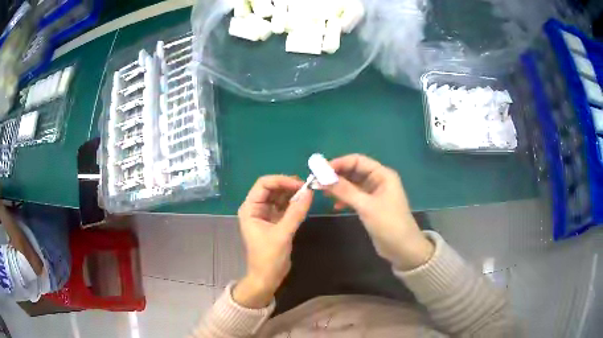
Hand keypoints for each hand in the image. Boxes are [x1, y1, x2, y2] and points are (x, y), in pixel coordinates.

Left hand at [234, 175, 312, 307]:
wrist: (267, 277)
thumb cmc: (269, 257)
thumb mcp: (282, 234)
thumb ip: (295, 212)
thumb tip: (309, 192)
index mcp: (250, 208)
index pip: (263, 184)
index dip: (281, 180)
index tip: (300, 183)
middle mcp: (256, 208)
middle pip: (272, 188)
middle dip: (288, 185)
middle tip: (308, 187)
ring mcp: (266, 214)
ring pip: (279, 196)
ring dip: (292, 193)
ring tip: (308, 193)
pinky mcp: (275, 221)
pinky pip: (285, 206)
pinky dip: (294, 203)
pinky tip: (304, 202)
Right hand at [325, 154, 433, 270]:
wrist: (403, 249)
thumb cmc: (389, 224)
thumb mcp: (366, 206)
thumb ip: (345, 190)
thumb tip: (322, 177)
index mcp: (382, 175)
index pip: (357, 161)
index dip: (338, 163)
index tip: (319, 171)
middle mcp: (378, 180)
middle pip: (354, 171)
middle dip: (336, 175)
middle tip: (317, 182)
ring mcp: (374, 194)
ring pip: (352, 184)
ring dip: (338, 187)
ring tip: (322, 193)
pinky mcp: (370, 206)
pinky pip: (354, 197)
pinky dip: (344, 199)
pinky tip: (335, 206)